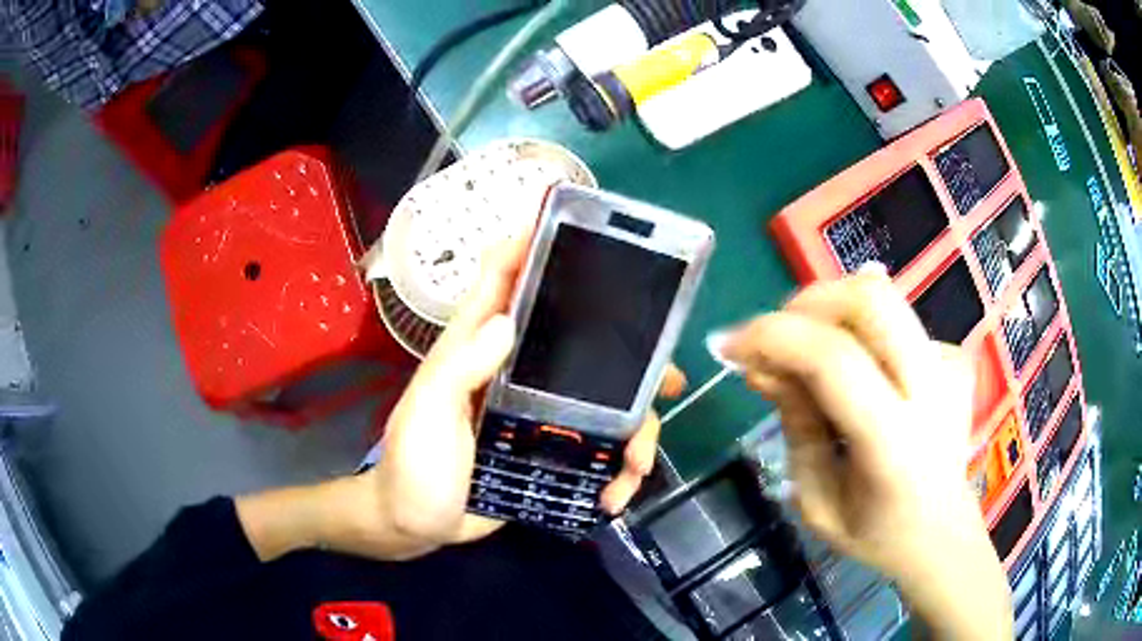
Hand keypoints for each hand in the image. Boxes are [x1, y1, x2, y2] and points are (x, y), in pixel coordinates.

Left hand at [238, 225, 685, 562]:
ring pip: (602, 400)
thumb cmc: (414, 469)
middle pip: (579, 338)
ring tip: (639, 462)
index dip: (533, 242)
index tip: (581, 229)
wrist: (416, 526)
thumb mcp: (429, 416)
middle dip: (629, 352)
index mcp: (477, 347)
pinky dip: (613, 467)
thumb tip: (508, 319)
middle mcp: (516, 369)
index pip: (503, 277)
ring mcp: (537, 412)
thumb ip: (461, 368)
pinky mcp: (548, 449)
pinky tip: (615, 491)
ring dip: (633, 428)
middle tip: (667, 374)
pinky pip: (595, 447)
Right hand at [716, 270, 1011, 638]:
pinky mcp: (953, 355)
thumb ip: (796, 425)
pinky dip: (858, 336)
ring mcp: (949, 365)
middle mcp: (931, 391)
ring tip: (806, 356)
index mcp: (894, 445)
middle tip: (774, 335)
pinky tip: (858, 377)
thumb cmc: (875, 533)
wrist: (942, 533)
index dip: (773, 337)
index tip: (728, 345)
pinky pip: (893, 324)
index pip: (834, 359)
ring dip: (828, 314)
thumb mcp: (816, 502)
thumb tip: (761, 364)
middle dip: (806, 303)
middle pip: (869, 298)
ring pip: (881, 297)